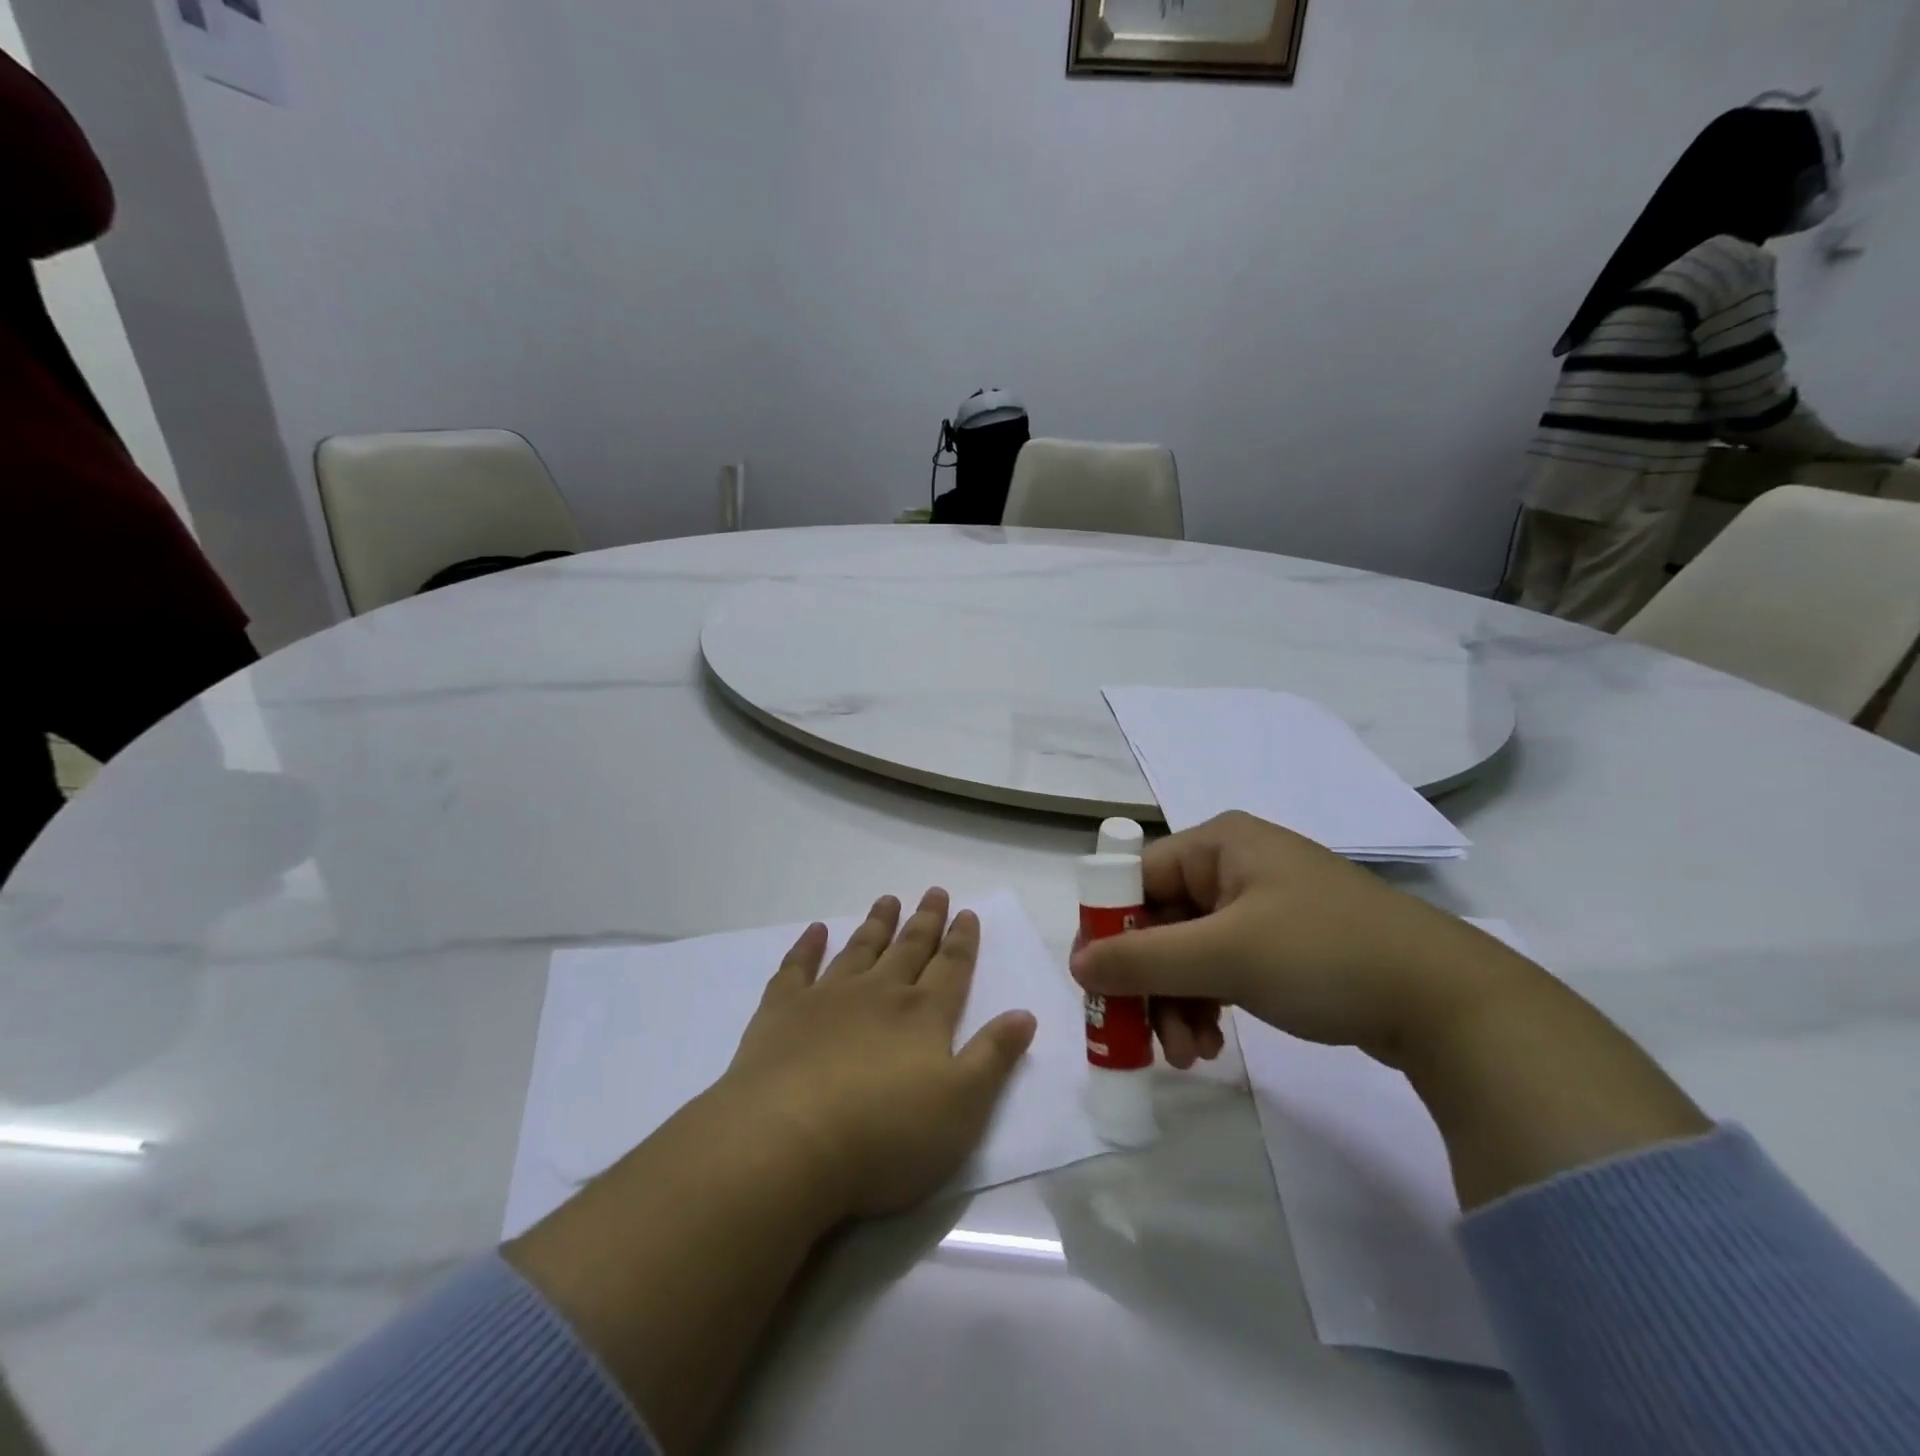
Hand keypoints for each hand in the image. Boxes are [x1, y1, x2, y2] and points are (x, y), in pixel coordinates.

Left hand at [715, 888, 1037, 1220]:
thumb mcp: (962, 1107)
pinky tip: (815, 930)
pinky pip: (797, 967)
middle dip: (925, 921)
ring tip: (888, 899)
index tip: (967, 911)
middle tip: (934, 891)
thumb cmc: (886, 1136)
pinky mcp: (782, 1012)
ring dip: (877, 924)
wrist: (788, 1144)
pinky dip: (807, 946)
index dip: (962, 940)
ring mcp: (828, 998)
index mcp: (924, 1015)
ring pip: (860, 949)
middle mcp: (879, 994)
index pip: (951, 967)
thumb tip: (1025, 1013)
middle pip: (908, 949)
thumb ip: (993, 1056)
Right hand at [1068, 812, 1533, 1068]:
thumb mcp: (1225, 955)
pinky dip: (1208, 1005)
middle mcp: (1234, 866)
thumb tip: (1076, 964)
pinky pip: (1220, 968)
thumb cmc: (1325, 955)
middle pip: (1160, 921)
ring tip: (1191, 1056)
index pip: (1135, 878)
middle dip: (1150, 983)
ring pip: (1187, 952)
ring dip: (1177, 1003)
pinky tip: (1213, 1046)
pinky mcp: (1281, 944)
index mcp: (1218, 844)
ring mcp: (1260, 906)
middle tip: (1145, 1039)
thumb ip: (1142, 959)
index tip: (1097, 984)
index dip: (1110, 928)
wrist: (1450, 1003)